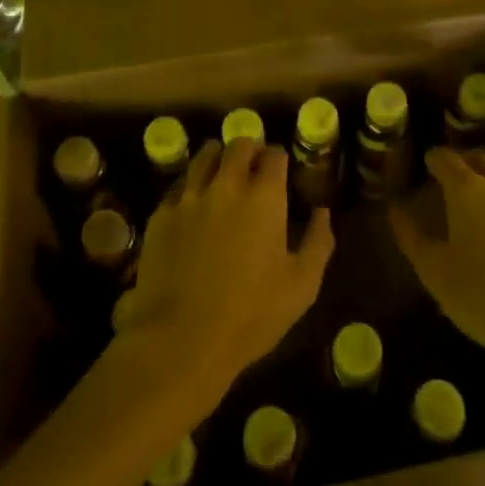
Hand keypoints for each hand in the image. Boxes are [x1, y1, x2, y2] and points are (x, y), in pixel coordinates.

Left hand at [118, 138, 334, 407]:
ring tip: (222, 176)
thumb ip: (318, 242)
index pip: (275, 154)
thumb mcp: (301, 287)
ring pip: (205, 155)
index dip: (280, 160)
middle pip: (239, 144)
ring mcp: (190, 196)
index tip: (281, 173)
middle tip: (253, 170)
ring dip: (218, 159)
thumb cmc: (250, 316)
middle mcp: (227, 184)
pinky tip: (194, 206)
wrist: (181, 341)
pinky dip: (191, 187)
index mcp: (264, 196)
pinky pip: (179, 185)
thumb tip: (322, 211)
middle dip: (250, 151)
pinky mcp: (162, 213)